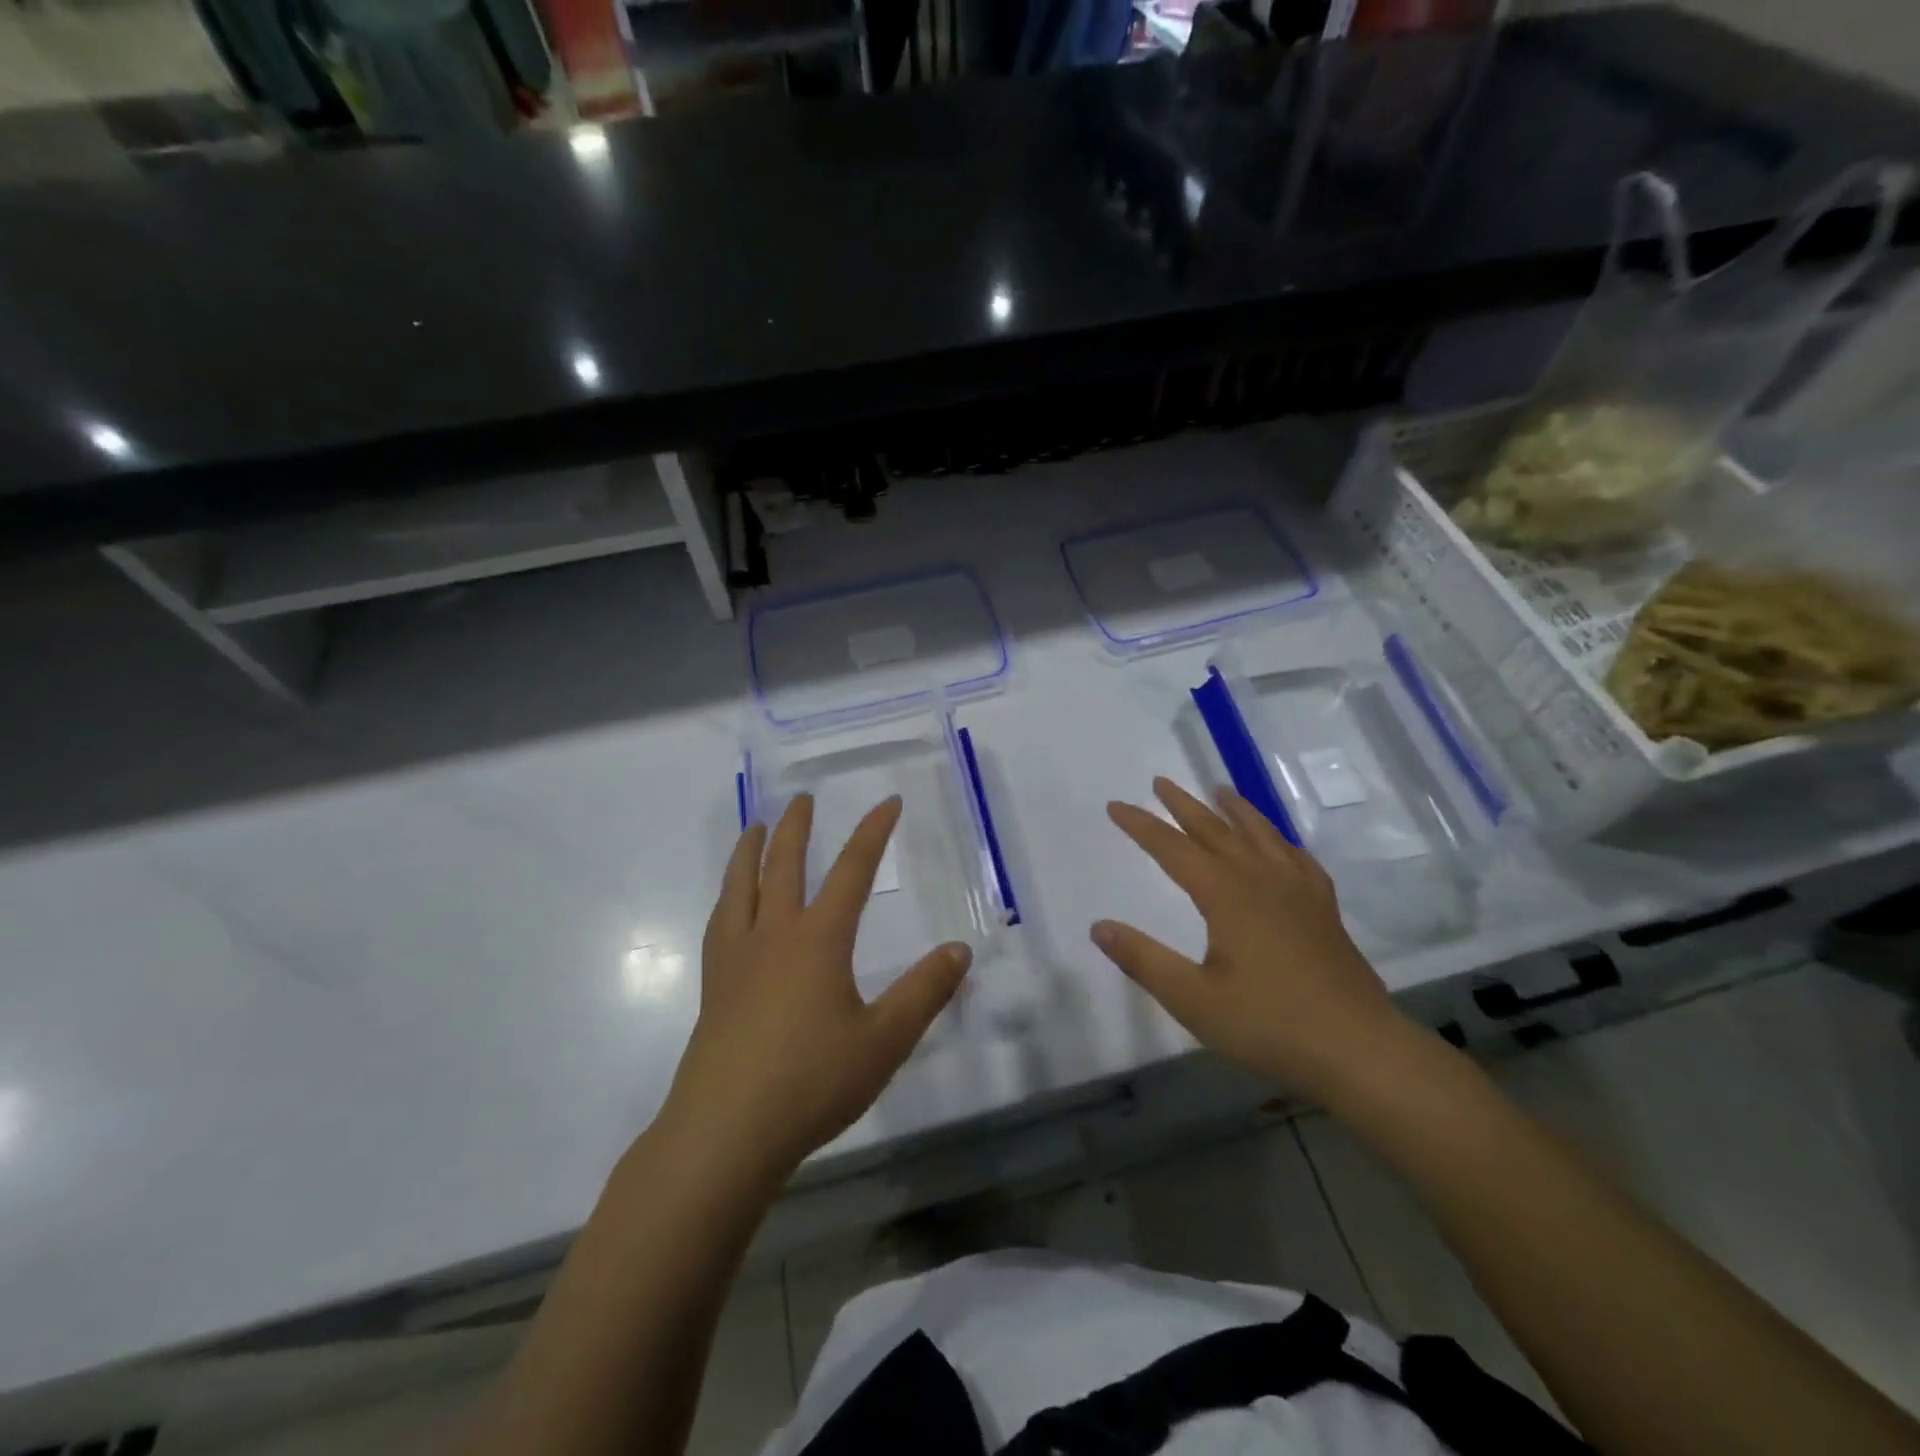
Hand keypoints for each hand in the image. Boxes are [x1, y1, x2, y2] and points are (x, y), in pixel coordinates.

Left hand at [657, 792, 971, 1191]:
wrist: (725, 1132)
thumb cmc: (812, 1081)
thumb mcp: (885, 1040)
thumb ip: (924, 992)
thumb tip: (959, 949)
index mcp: (818, 939)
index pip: (852, 871)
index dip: (873, 832)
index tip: (888, 802)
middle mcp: (774, 935)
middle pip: (784, 865)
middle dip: (797, 827)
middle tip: (802, 798)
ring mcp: (736, 959)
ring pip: (740, 887)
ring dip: (749, 851)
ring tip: (754, 828)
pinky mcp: (713, 987)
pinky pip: (720, 923)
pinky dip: (728, 897)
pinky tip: (730, 905)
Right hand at [1093, 777, 1410, 1102]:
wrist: (1359, 1049)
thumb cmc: (1269, 1024)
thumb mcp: (1193, 1000)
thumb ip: (1143, 960)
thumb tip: (1099, 926)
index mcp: (1226, 894)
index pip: (1173, 848)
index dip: (1141, 826)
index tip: (1115, 805)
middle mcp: (1261, 879)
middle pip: (1216, 830)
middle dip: (1184, 805)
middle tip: (1160, 781)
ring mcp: (1298, 890)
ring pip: (1260, 835)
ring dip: (1235, 809)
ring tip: (1220, 789)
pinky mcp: (1323, 908)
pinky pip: (1297, 858)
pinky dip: (1279, 840)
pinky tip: (1279, 844)